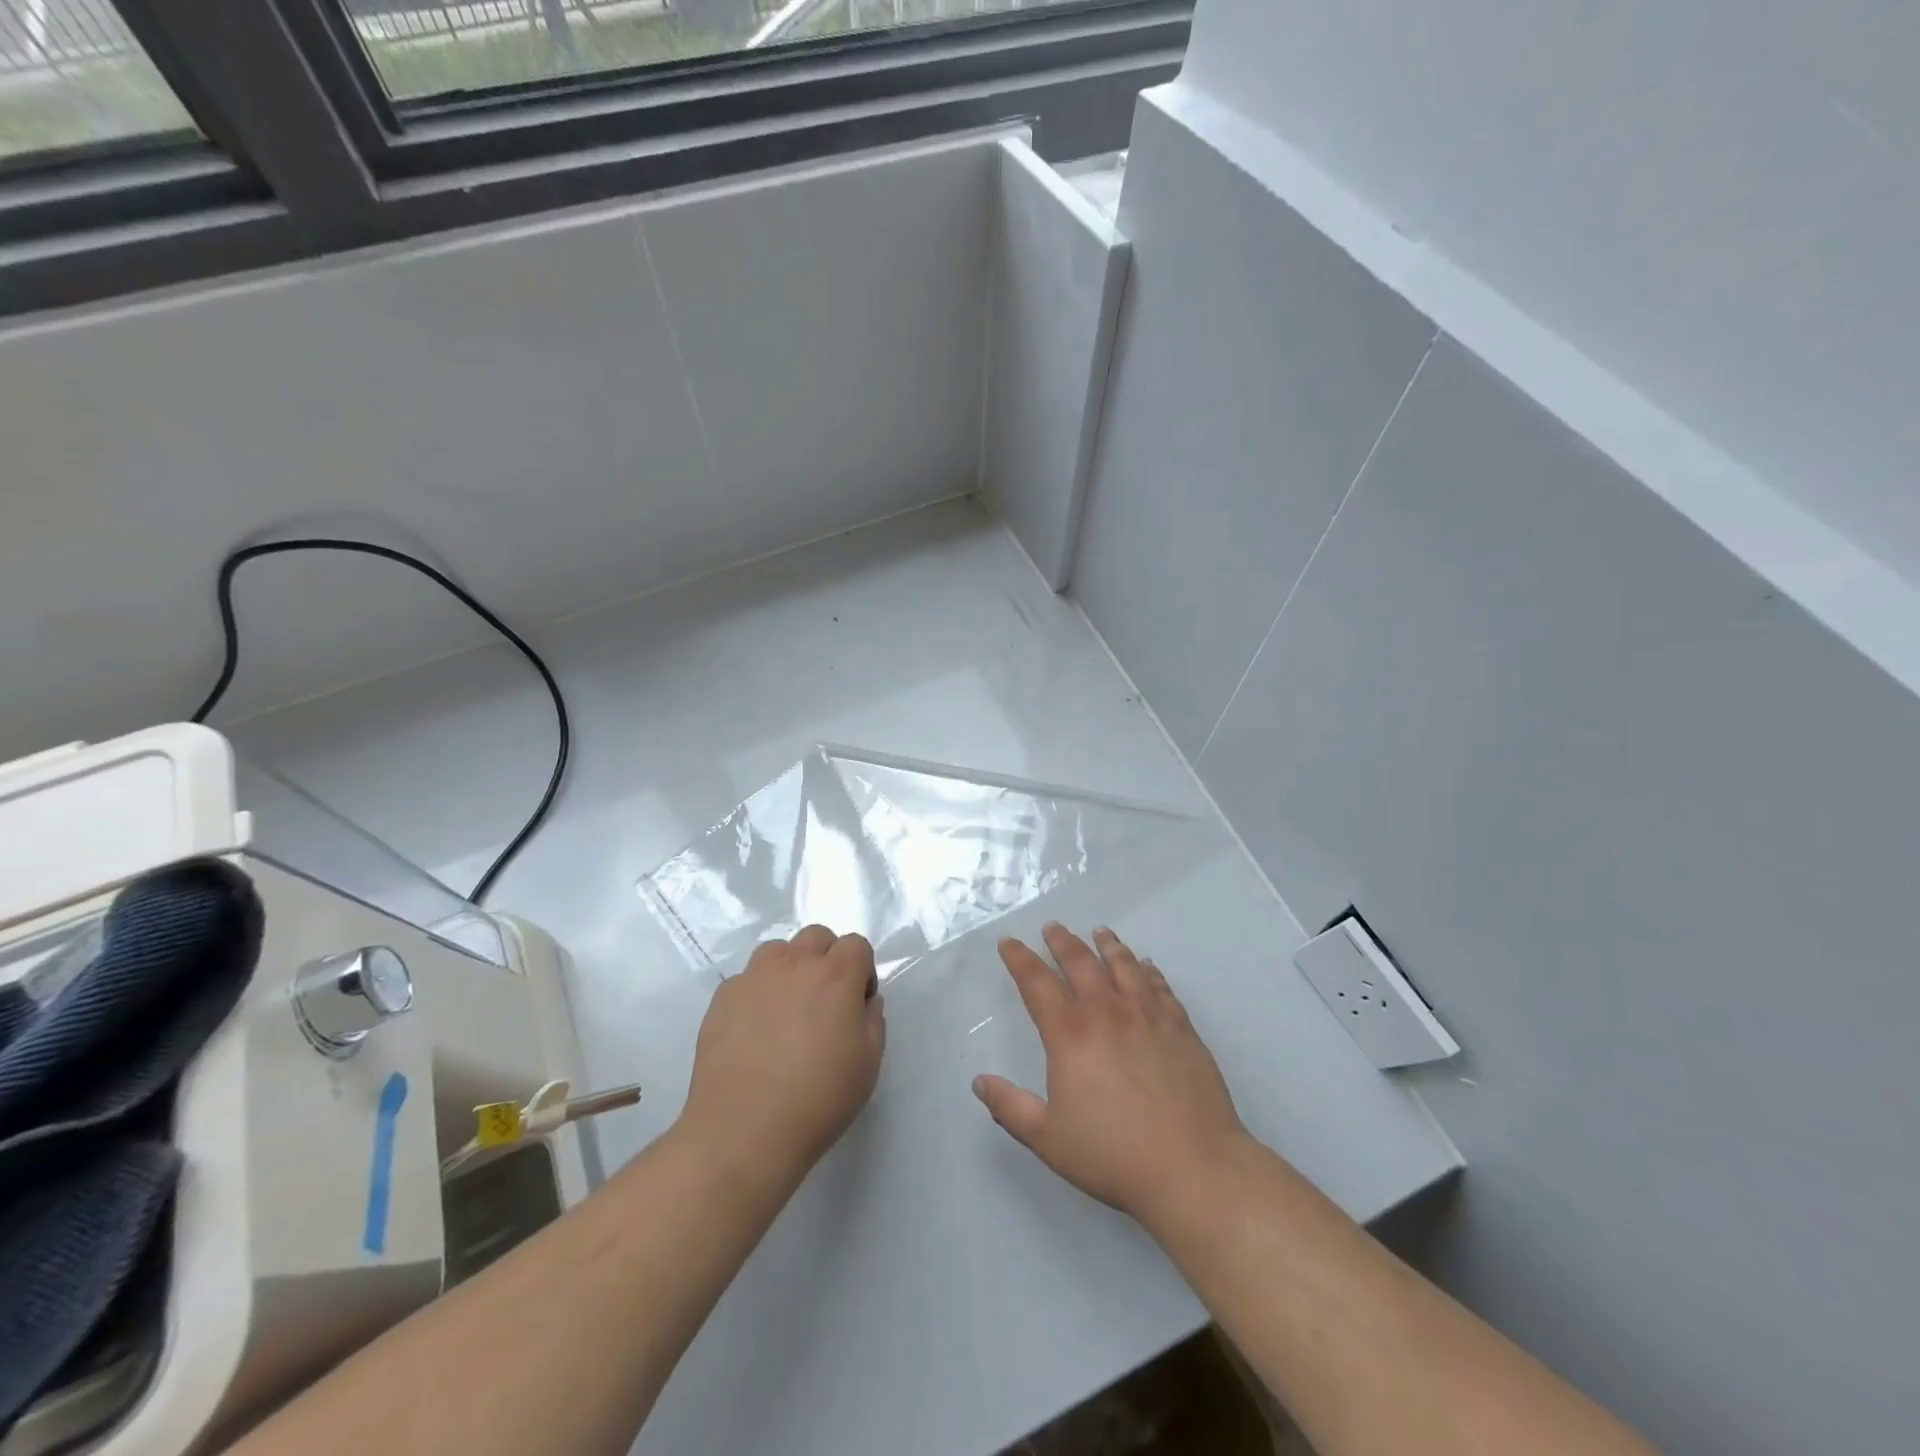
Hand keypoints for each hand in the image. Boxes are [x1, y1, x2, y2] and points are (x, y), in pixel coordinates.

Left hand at [681, 926, 885, 1184]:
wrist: (743, 1130)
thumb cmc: (818, 1098)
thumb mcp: (868, 1063)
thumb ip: (873, 1019)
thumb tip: (863, 1001)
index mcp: (836, 975)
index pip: (856, 945)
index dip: (862, 970)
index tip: (857, 1004)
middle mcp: (795, 963)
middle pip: (817, 936)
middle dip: (827, 959)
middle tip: (824, 1002)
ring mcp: (754, 977)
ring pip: (778, 950)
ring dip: (790, 967)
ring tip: (787, 1009)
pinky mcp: (723, 997)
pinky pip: (747, 979)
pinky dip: (757, 992)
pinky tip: (755, 1030)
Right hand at [973, 924, 1246, 1225]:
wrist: (1193, 1167)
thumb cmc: (1114, 1154)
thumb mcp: (1048, 1138)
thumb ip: (1010, 1107)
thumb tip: (979, 1081)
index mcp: (1070, 1034)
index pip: (1037, 983)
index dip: (1019, 959)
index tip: (1009, 942)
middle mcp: (1107, 1012)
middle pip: (1081, 962)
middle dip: (1062, 942)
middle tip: (1052, 927)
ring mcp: (1148, 1015)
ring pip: (1124, 965)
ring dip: (1108, 945)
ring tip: (1100, 931)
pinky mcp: (1181, 1027)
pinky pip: (1160, 986)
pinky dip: (1148, 970)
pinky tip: (1146, 966)